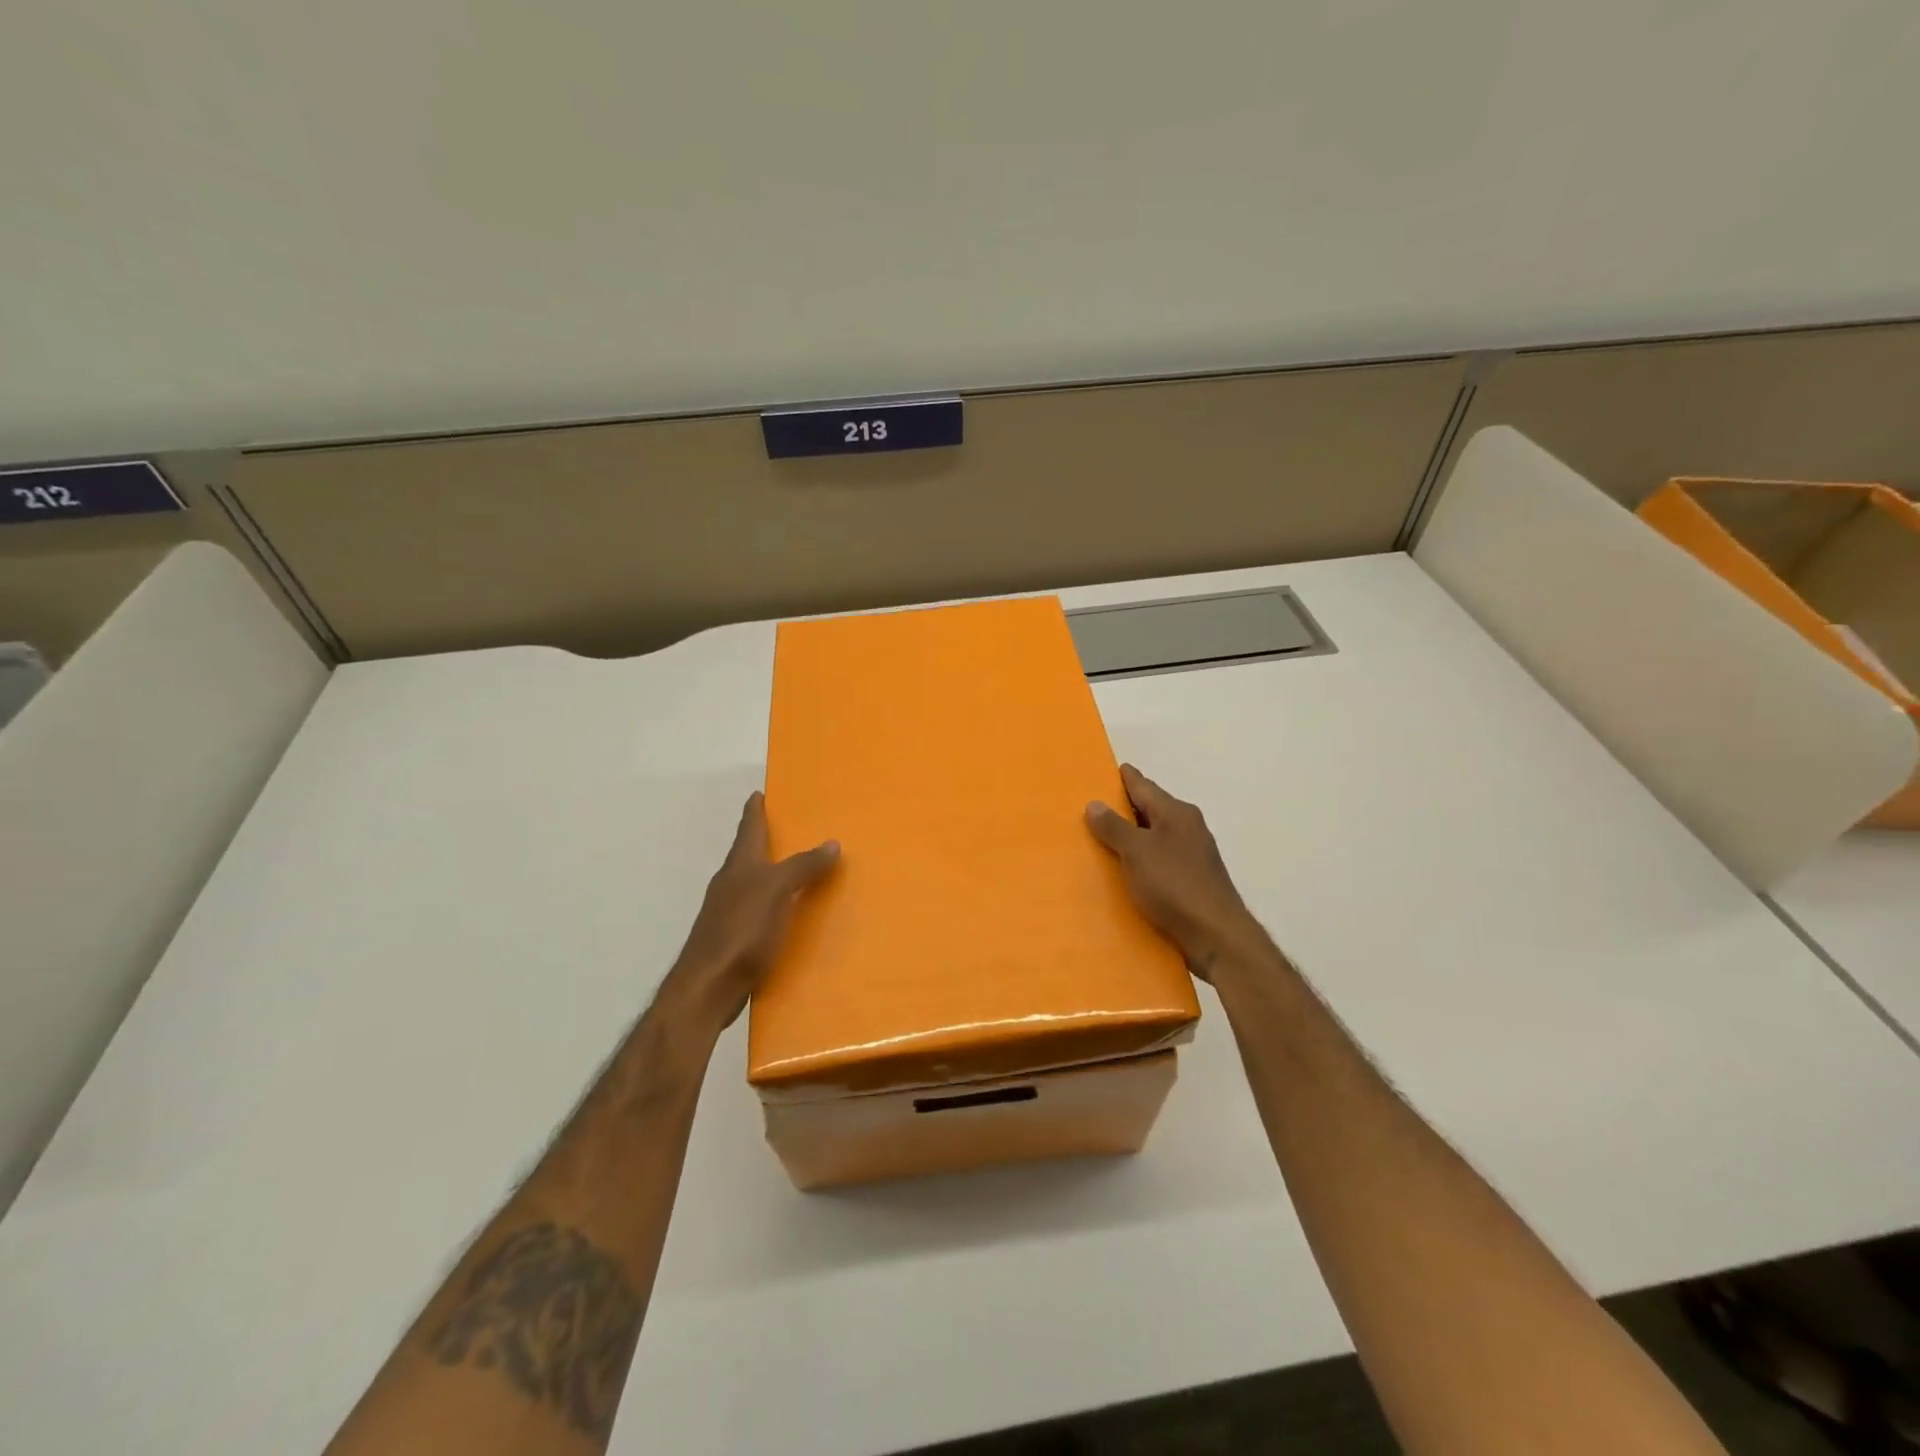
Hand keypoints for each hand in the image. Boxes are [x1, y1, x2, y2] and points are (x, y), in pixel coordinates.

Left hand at [662, 792, 838, 1031]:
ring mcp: (729, 912)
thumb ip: (803, 866)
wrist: (708, 986)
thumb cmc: (741, 930)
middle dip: (766, 840)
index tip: (759, 793)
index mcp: (739, 865)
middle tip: (791, 828)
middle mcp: (731, 883)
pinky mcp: (734, 939)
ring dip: (772, 873)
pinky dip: (774, 904)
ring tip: (798, 870)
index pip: (749, 828)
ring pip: (753, 883)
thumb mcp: (777, 891)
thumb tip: (832, 842)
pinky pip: (759, 911)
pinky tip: (789, 914)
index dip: (755, 810)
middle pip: (749, 854)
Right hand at [1086, 764, 1263, 980]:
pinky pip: (1160, 861)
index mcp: (1176, 813)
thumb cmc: (1175, 885)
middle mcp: (1188, 827)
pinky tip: (1124, 872)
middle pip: (1150, 810)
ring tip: (1100, 840)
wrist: (1216, 936)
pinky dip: (1142, 861)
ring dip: (1132, 837)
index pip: (1143, 785)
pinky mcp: (1192, 880)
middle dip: (1123, 808)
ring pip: (1155, 837)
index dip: (1122, 778)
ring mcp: (1193, 855)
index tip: (1102, 771)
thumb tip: (1095, 803)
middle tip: (1090, 808)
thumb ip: (1114, 827)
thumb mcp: (1137, 852)